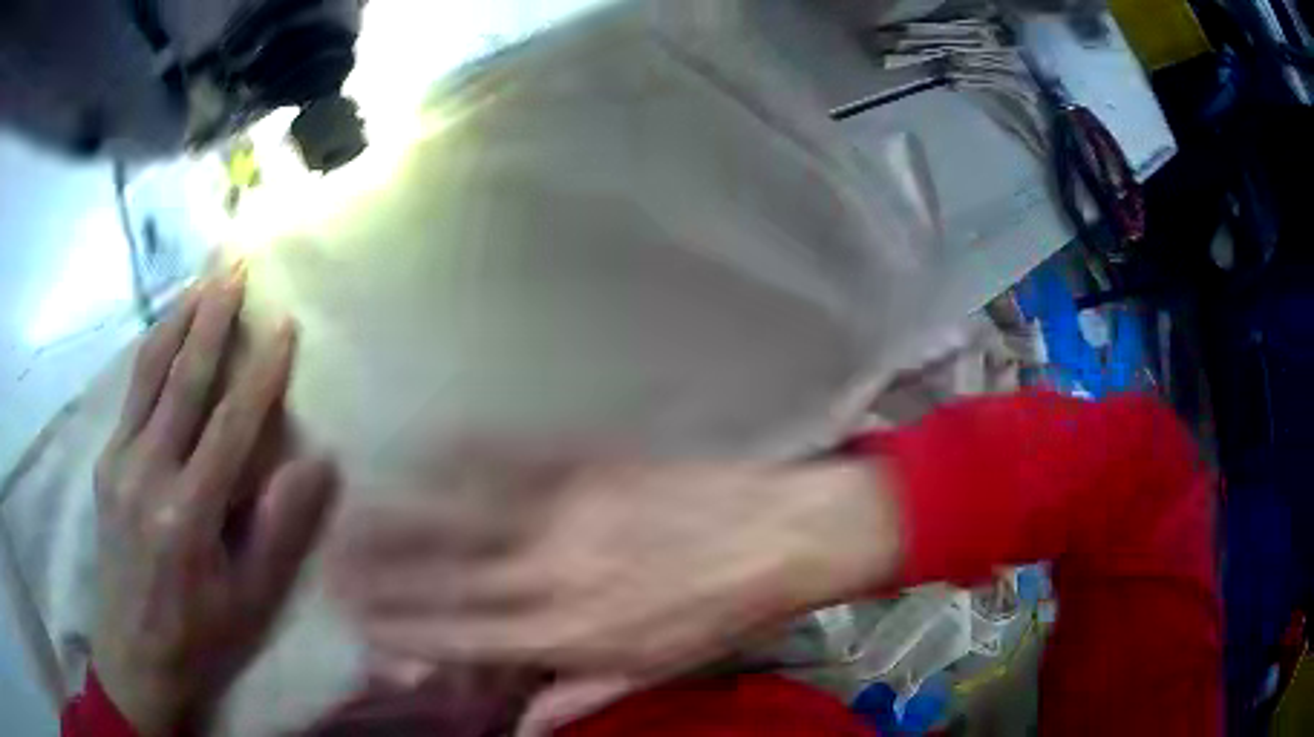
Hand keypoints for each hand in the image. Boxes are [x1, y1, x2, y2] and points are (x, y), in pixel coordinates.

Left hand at [92, 271, 336, 735]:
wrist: (133, 650)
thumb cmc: (198, 633)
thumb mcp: (250, 599)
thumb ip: (279, 530)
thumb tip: (316, 464)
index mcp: (187, 514)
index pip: (229, 426)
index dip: (260, 374)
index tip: (285, 327)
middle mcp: (147, 474)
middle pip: (181, 380)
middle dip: (211, 320)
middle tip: (235, 269)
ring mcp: (119, 461)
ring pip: (148, 373)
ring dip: (177, 321)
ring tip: (201, 280)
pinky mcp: (106, 461)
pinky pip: (132, 393)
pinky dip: (152, 352)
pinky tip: (166, 331)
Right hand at [332, 451, 900, 675]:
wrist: (784, 536)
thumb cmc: (723, 613)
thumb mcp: (657, 670)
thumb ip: (580, 696)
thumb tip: (522, 722)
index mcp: (573, 637)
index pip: (464, 637)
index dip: (402, 626)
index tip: (356, 612)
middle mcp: (557, 579)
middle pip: (447, 578)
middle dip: (381, 569)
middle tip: (330, 553)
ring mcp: (573, 516)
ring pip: (467, 518)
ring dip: (404, 512)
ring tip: (353, 504)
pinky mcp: (594, 467)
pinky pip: (516, 460)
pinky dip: (465, 454)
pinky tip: (429, 444)